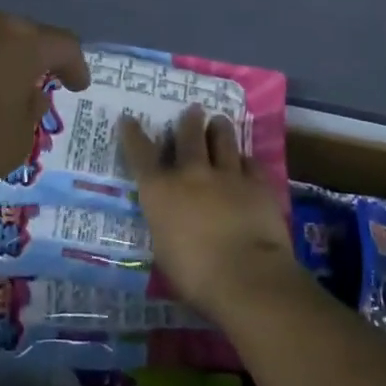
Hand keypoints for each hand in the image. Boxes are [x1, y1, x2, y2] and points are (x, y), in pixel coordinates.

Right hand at [121, 105, 297, 322]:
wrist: (247, 276)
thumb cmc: (195, 275)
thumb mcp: (164, 250)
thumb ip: (166, 224)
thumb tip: (170, 219)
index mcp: (161, 191)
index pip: (141, 155)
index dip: (133, 135)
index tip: (128, 118)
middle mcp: (191, 173)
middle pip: (188, 136)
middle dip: (189, 121)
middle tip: (193, 110)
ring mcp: (227, 174)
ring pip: (223, 140)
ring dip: (219, 129)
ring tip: (220, 121)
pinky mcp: (257, 183)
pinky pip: (250, 163)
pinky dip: (245, 161)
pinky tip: (247, 162)